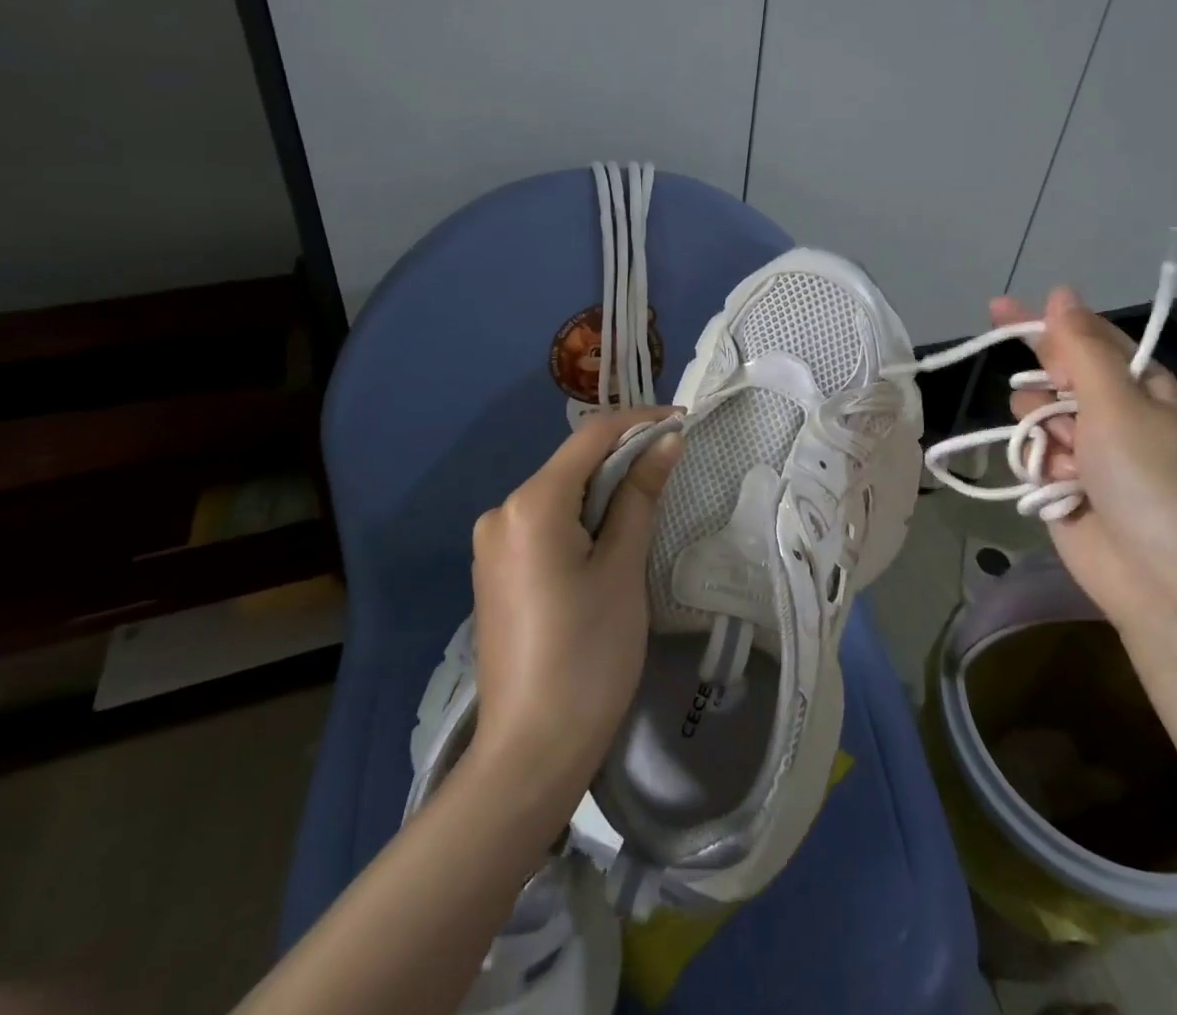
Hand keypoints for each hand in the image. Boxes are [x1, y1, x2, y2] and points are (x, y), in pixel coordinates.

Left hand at [469, 408, 682, 799]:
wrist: (529, 753)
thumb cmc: (588, 654)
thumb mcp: (622, 568)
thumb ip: (641, 495)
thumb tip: (666, 440)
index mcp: (531, 504)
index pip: (591, 438)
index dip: (640, 422)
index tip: (684, 422)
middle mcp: (502, 512)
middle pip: (572, 464)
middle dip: (624, 457)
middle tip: (674, 463)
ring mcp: (492, 544)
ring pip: (559, 494)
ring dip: (604, 489)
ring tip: (650, 500)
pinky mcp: (495, 572)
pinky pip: (544, 524)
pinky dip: (581, 517)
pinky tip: (610, 537)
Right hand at [992, 287, 1176, 633]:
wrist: (1153, 571)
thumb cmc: (1143, 475)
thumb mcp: (1115, 400)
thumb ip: (1081, 347)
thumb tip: (1060, 294)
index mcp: (1136, 384)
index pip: (1083, 336)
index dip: (1044, 323)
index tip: (997, 309)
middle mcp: (1110, 410)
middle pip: (1052, 374)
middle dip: (1045, 390)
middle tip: (1057, 414)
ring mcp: (1084, 447)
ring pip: (1032, 413)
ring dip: (1042, 433)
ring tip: (1067, 463)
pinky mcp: (1060, 480)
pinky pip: (1029, 452)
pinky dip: (1038, 465)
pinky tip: (1057, 486)